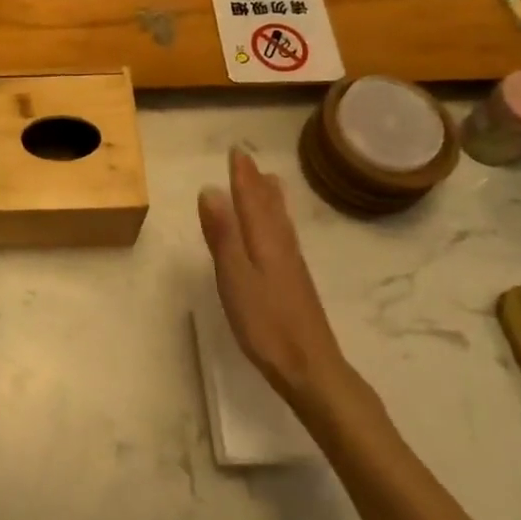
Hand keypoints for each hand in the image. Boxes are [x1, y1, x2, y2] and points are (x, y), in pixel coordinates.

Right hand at [198, 148, 363, 418]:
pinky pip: (285, 236)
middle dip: (256, 182)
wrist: (311, 368)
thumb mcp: (235, 278)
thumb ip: (222, 234)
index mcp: (264, 241)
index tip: (236, 151)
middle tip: (248, 160)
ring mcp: (292, 265)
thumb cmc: (266, 324)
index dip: (242, 175)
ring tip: (268, 182)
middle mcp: (281, 246)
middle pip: (268, 206)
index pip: (251, 199)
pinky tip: (279, 231)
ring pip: (280, 221)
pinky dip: (278, 221)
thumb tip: (210, 189)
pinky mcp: (296, 283)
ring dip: (270, 198)